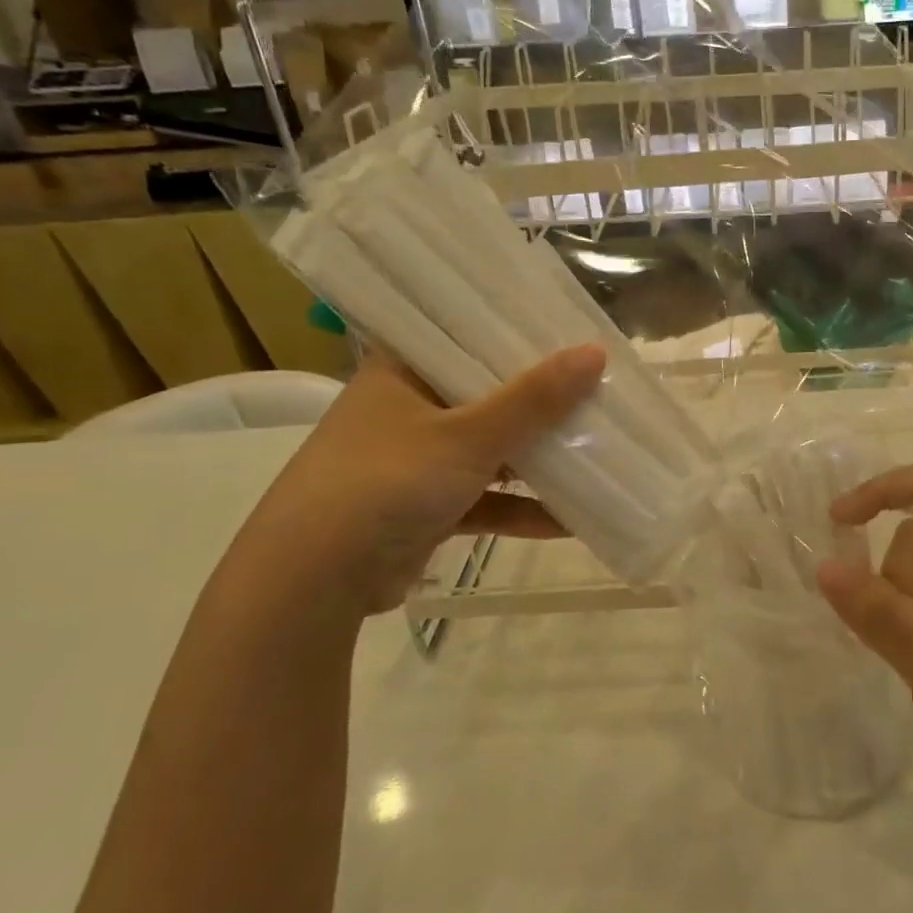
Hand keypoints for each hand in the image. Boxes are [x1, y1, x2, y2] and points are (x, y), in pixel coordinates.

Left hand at [228, 345, 605, 616]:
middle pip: (488, 394)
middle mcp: (409, 408)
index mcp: (403, 371)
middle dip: (542, 401)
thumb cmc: (386, 482)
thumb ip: (534, 399)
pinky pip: (486, 499)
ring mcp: (418, 461)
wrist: (313, 581)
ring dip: (538, 458)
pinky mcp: (427, 508)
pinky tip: (572, 519)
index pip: (465, 335)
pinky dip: (521, 508)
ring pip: (491, 449)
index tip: (571, 331)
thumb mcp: (468, 435)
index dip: (518, 333)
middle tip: (599, 388)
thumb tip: (596, 353)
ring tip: (599, 451)